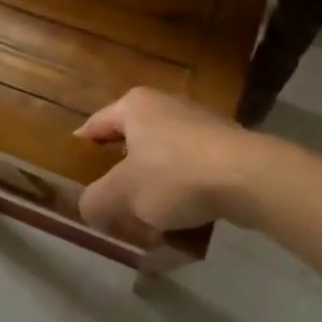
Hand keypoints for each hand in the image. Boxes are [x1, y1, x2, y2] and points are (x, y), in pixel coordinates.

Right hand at [76, 88, 279, 236]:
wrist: (247, 177)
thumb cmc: (174, 175)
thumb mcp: (123, 194)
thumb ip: (96, 201)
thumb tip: (89, 207)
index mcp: (134, 105)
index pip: (95, 125)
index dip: (81, 151)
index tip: (74, 175)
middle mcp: (164, 104)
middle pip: (130, 141)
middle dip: (120, 173)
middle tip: (110, 202)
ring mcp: (197, 122)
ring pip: (162, 156)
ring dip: (153, 185)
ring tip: (147, 218)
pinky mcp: (222, 144)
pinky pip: (190, 168)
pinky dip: (182, 189)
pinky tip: (182, 218)